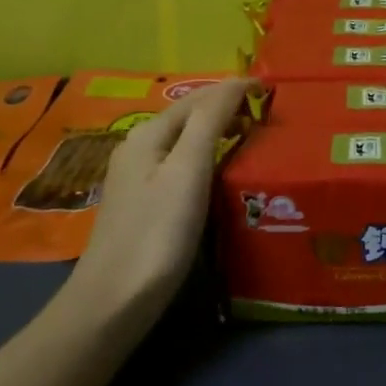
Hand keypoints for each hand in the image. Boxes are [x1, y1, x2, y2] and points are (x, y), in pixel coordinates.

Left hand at [64, 78, 255, 322]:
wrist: (113, 303)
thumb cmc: (156, 233)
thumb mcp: (187, 170)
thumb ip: (210, 121)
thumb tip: (236, 81)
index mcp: (148, 133)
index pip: (199, 98)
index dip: (234, 90)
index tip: (272, 91)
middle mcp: (140, 148)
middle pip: (189, 117)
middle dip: (227, 108)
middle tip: (269, 113)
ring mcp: (139, 178)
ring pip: (186, 142)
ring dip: (219, 133)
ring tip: (255, 137)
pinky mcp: (145, 205)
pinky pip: (183, 166)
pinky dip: (209, 158)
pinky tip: (225, 173)